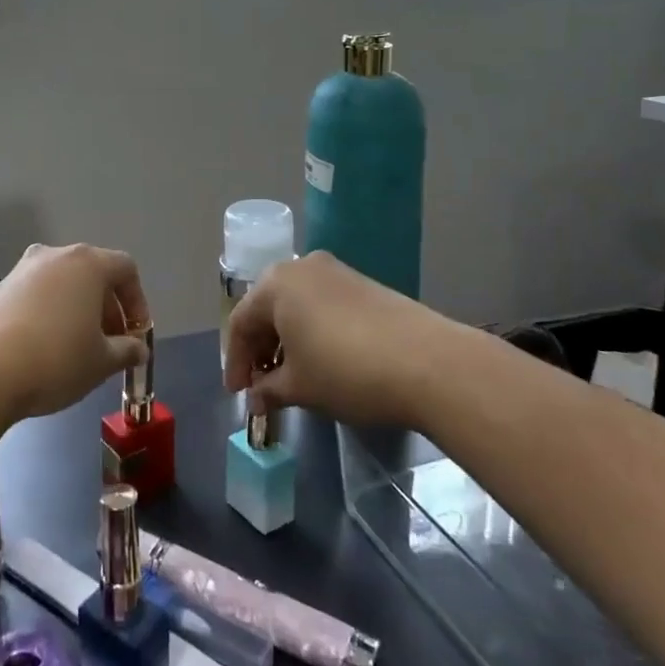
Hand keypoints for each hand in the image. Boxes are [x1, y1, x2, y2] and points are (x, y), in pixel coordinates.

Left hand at [0, 243, 149, 422]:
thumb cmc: (56, 359)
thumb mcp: (102, 362)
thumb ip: (127, 350)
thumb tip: (138, 348)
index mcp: (87, 263)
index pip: (126, 269)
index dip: (138, 302)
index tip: (136, 335)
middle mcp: (55, 256)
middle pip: (93, 273)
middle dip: (108, 308)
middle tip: (111, 345)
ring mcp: (23, 270)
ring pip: (63, 284)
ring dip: (78, 310)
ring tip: (79, 349)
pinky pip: (37, 295)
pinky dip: (50, 314)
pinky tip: (45, 349)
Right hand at [225, 251, 433, 426]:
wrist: (429, 362)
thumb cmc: (347, 371)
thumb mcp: (300, 387)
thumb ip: (269, 390)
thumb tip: (256, 398)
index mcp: (275, 284)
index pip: (239, 322)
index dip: (235, 362)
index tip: (237, 394)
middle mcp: (300, 267)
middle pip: (266, 308)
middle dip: (259, 348)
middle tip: (260, 385)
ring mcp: (335, 272)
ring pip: (295, 305)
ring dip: (286, 340)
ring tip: (290, 376)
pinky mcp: (363, 284)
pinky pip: (321, 305)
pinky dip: (312, 331)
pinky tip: (320, 360)